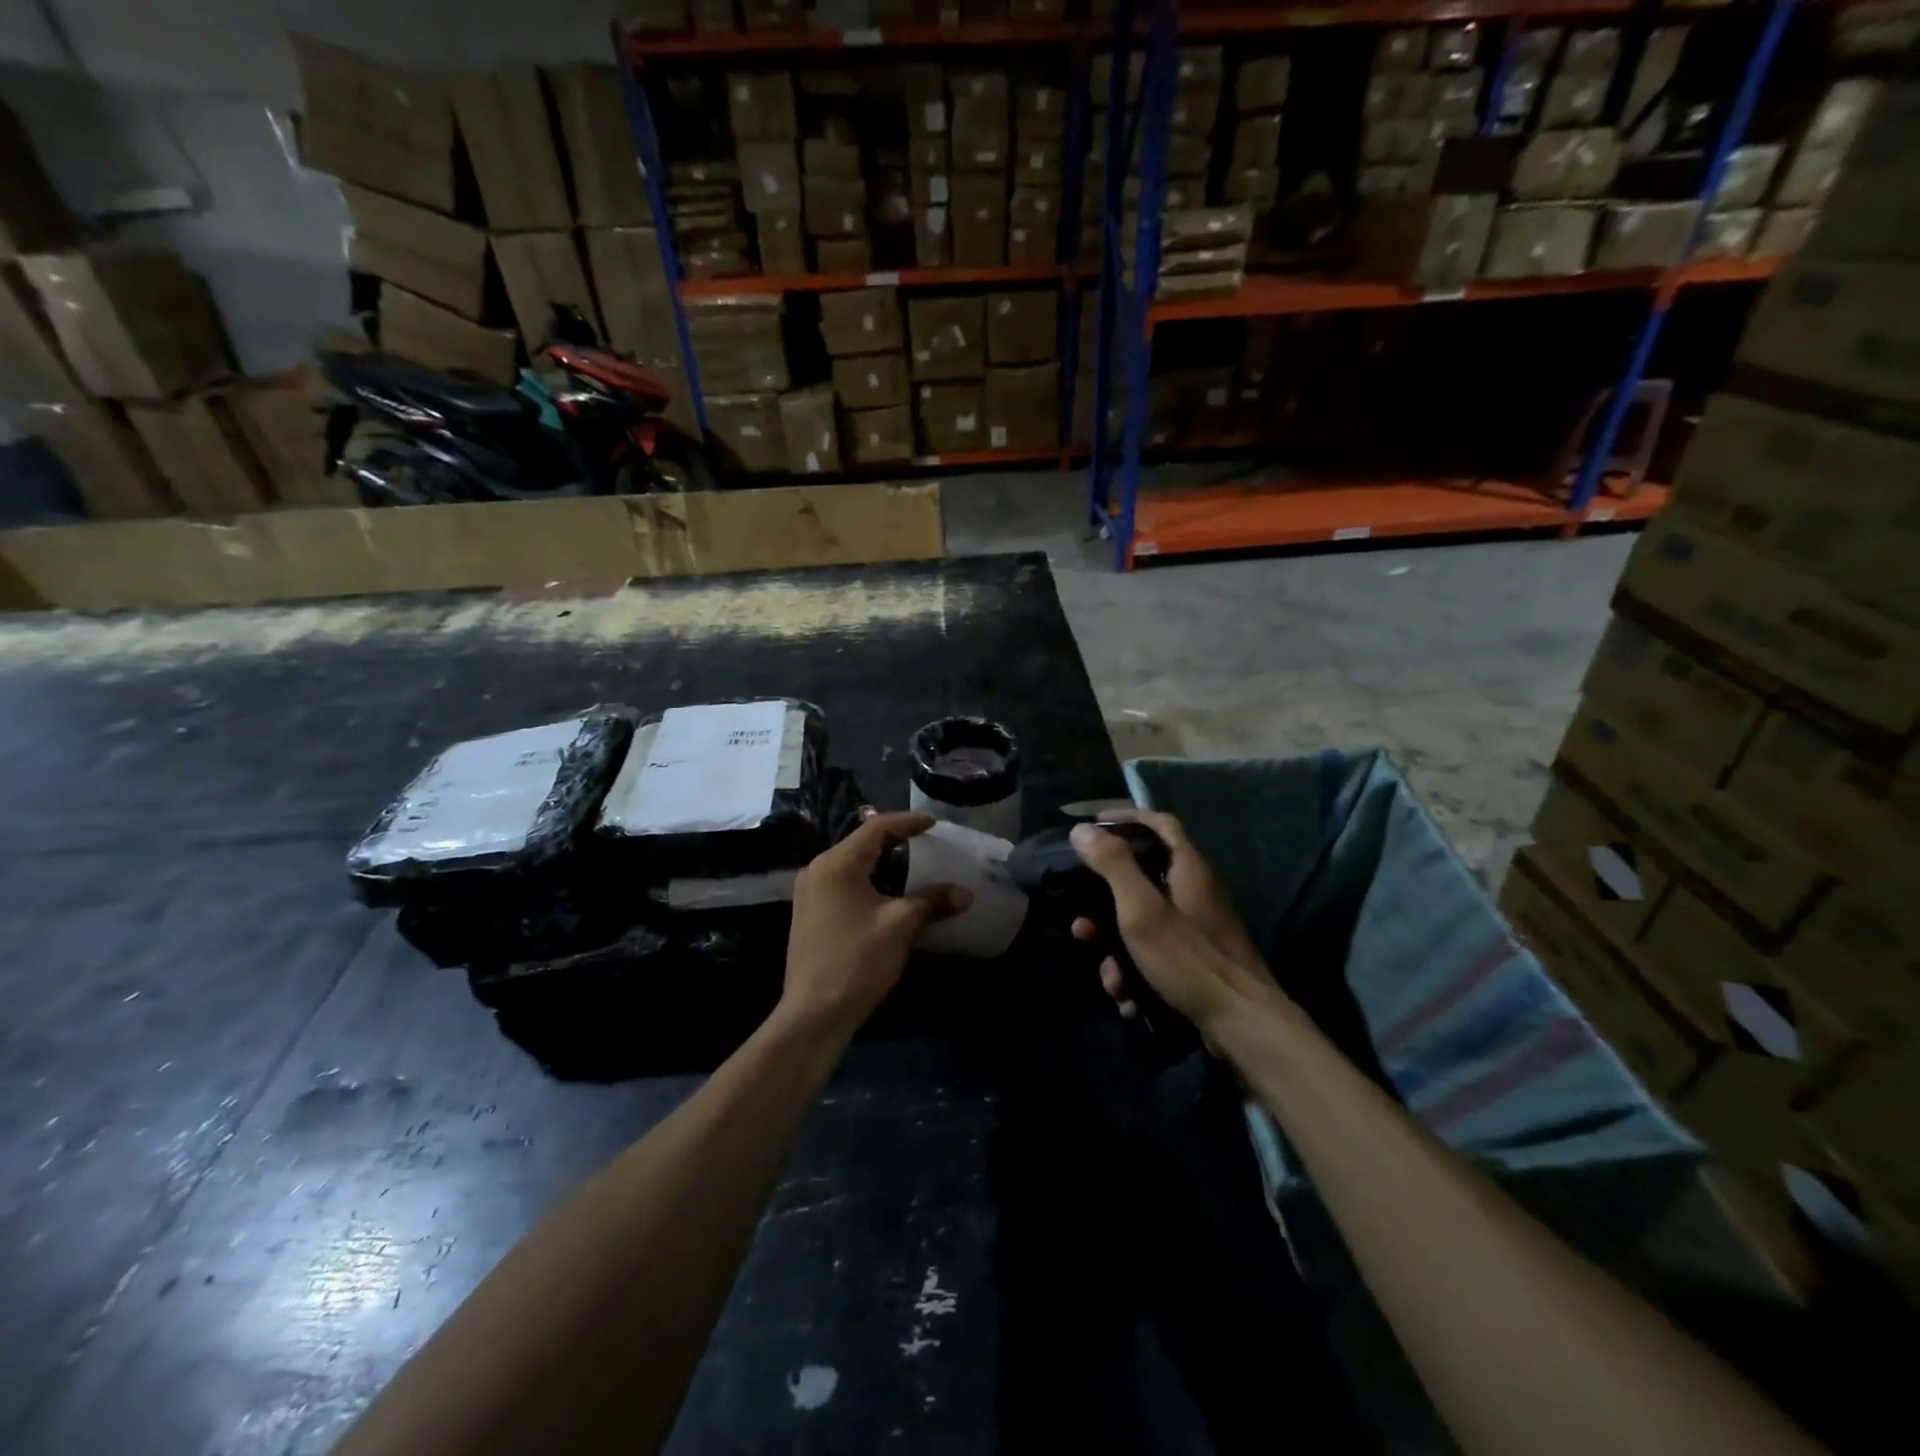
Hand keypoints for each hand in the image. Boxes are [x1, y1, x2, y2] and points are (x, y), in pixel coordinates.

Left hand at [780, 809, 969, 1040]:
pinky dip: (868, 879)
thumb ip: (932, 902)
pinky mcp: (809, 913)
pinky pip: (843, 882)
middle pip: (861, 842)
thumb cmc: (857, 961)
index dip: (907, 822)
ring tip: (911, 864)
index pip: (876, 828)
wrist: (814, 1013)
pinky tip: (887, 893)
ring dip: (881, 861)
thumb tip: (965, 893)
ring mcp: (809, 892)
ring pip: (851, 863)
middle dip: (895, 840)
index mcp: (837, 864)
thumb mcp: (900, 926)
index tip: (933, 824)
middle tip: (925, 841)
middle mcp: (818, 870)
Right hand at [1069, 810, 1284, 1034]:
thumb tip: (1082, 829)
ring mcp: (1196, 927)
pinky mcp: (1195, 959)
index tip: (1093, 825)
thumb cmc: (1189, 959)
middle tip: (1081, 921)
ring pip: (1142, 923)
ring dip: (1116, 948)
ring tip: (1108, 975)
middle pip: (1141, 878)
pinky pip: (1154, 953)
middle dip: (1105, 903)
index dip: (1126, 817)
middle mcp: (1194, 891)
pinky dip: (1136, 971)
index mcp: (1188, 868)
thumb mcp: (1141, 909)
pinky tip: (1127, 998)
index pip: (1159, 823)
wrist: (1242, 1025)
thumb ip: (1112, 865)